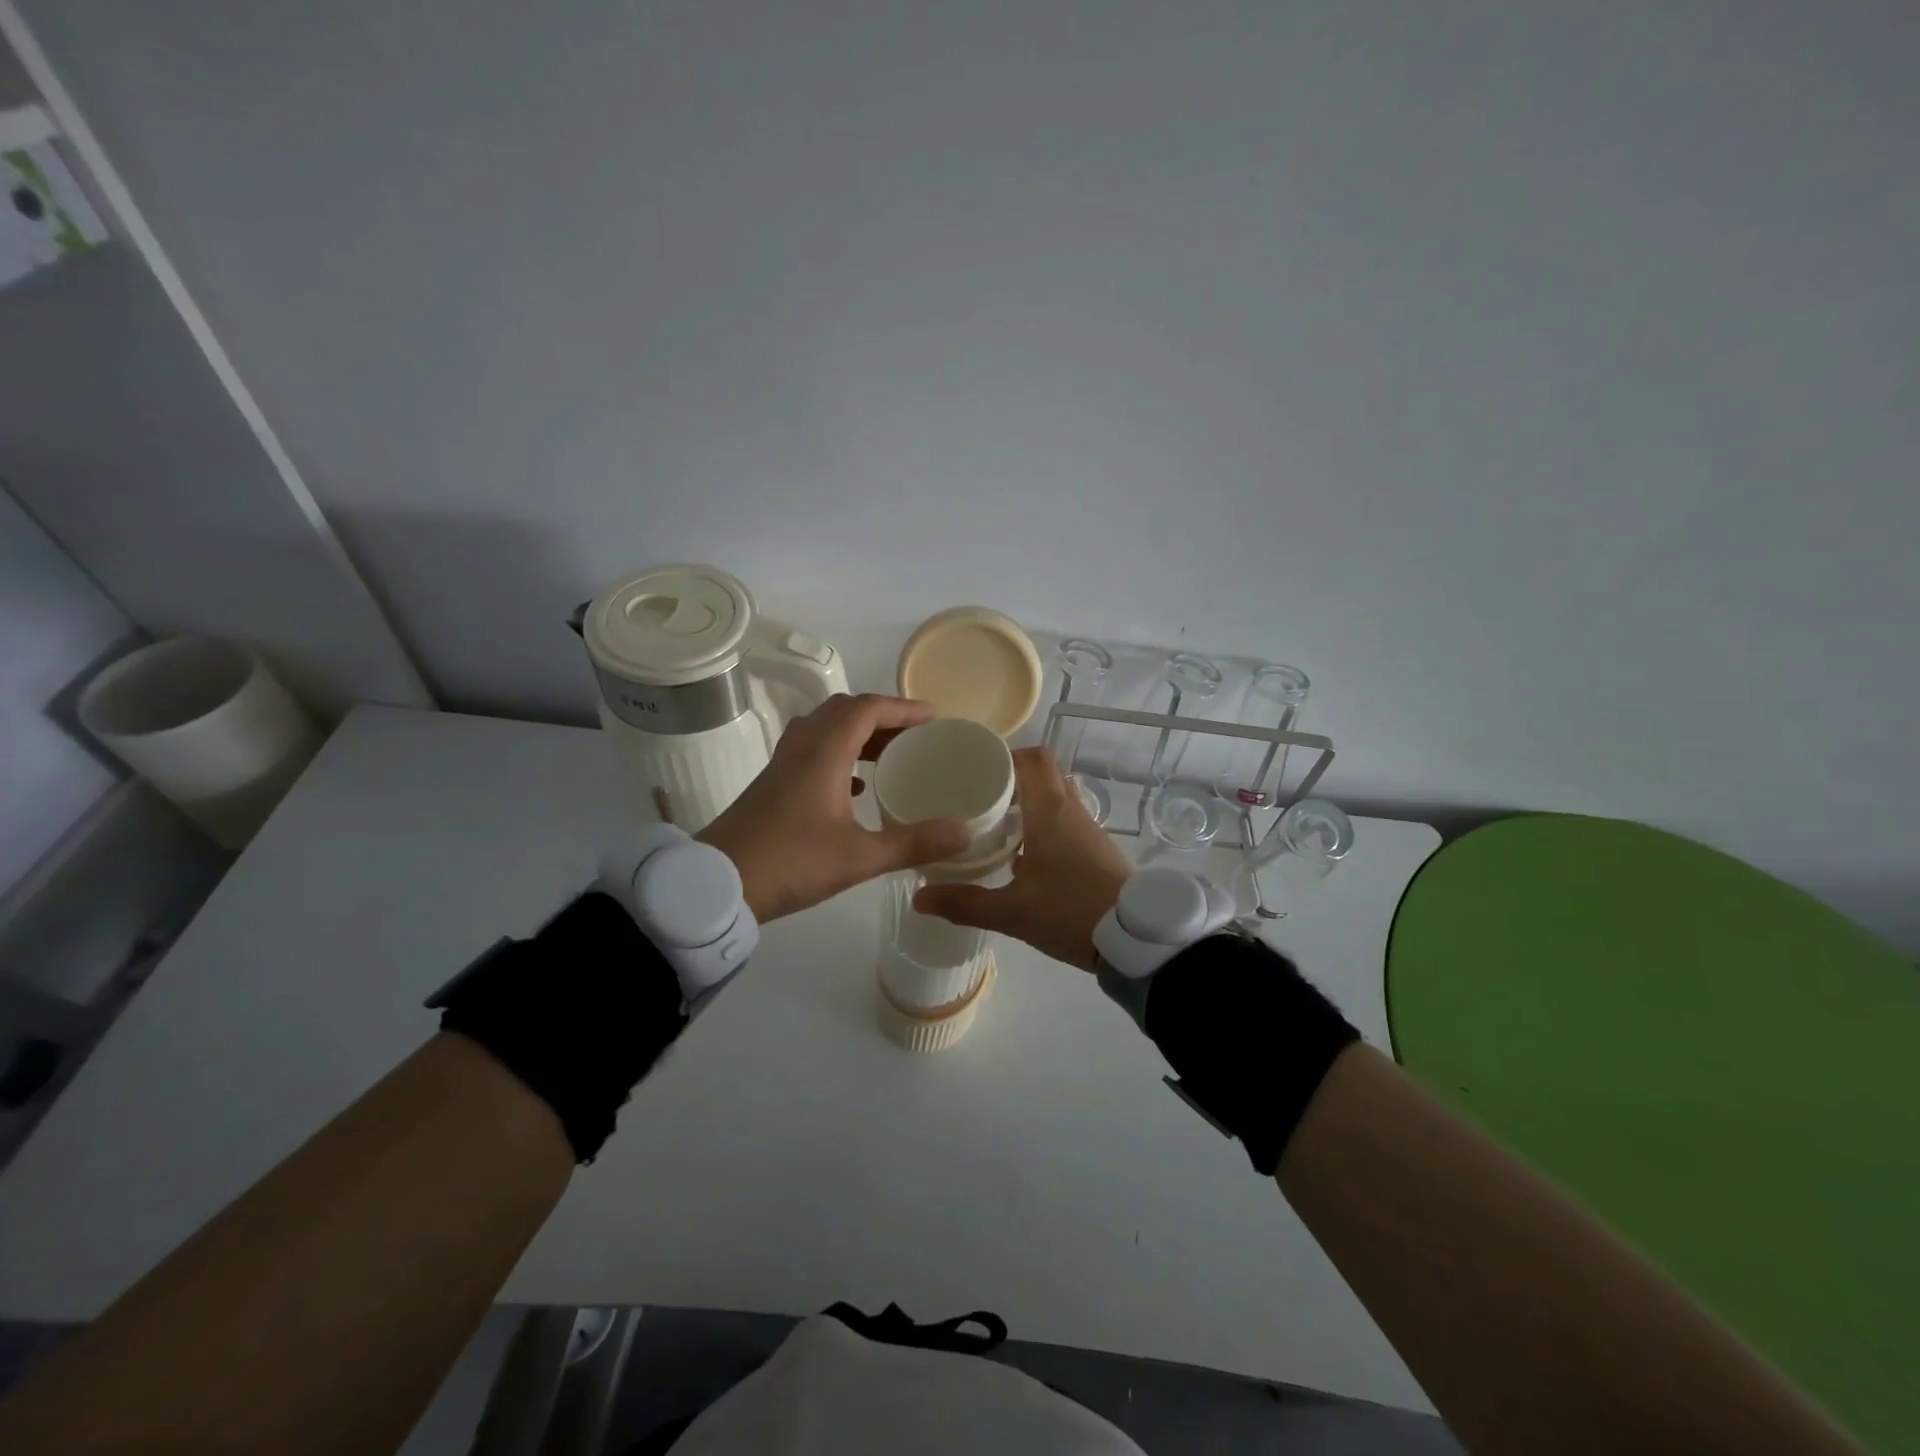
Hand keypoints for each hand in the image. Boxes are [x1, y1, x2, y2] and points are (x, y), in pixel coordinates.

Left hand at [697, 694, 970, 921]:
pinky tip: (857, 786)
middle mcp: (802, 748)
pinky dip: (841, 755)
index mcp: (823, 753)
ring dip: (860, 734)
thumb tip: (965, 832)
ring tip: (892, 755)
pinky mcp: (773, 785)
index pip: (867, 709)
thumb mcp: (859, 857)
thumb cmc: (789, 863)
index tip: (934, 718)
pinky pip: (813, 751)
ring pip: (826, 730)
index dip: (902, 707)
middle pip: (845, 711)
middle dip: (883, 716)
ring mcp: (783, 765)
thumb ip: (913, 843)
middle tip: (916, 735)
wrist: (716, 885)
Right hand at [913, 747, 1133, 970]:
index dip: (1005, 756)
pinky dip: (1045, 825)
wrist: (1136, 938)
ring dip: (1030, 804)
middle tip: (980, 797)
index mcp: (1050, 811)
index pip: (1033, 759)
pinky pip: (1067, 822)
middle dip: (1013, 780)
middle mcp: (1072, 811)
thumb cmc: (1069, 911)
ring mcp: (1089, 830)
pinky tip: (1024, 855)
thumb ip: (964, 903)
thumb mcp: (1012, 912)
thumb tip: (919, 897)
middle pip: (1045, 775)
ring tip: (996, 824)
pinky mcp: (1099, 850)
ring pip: (1057, 799)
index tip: (976, 769)